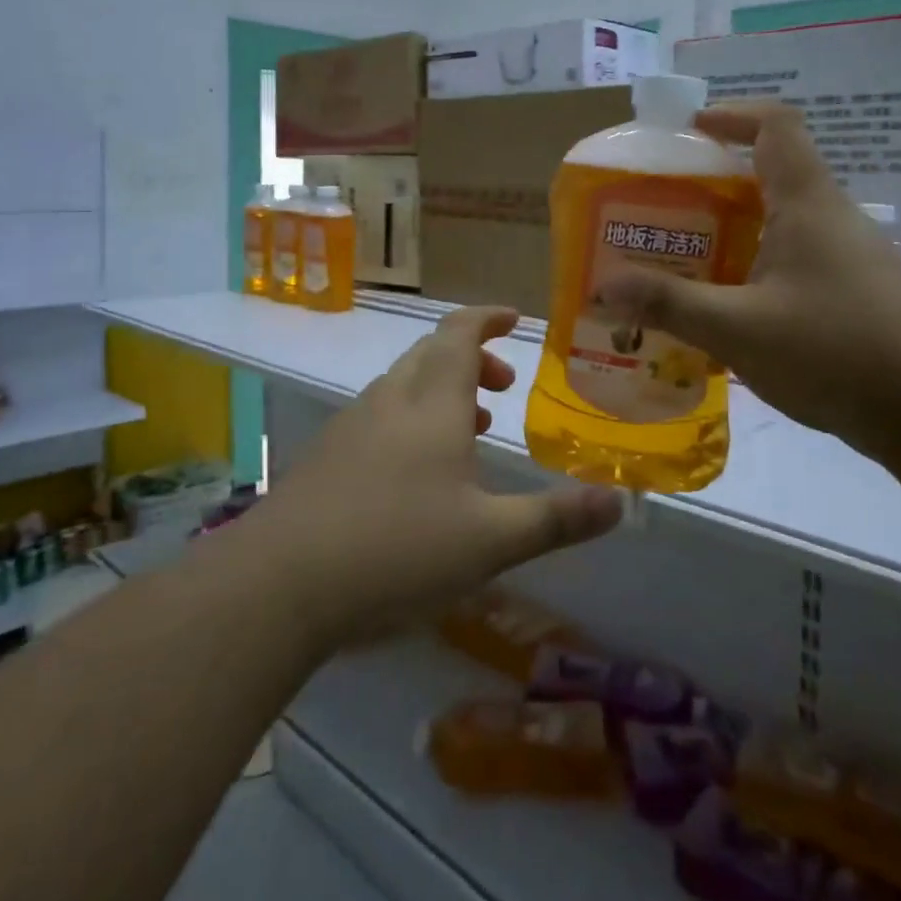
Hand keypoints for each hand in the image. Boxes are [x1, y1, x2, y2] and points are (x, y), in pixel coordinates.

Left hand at [248, 305, 623, 652]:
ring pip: (403, 385)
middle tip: (503, 387)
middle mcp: (390, 401)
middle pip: (431, 354)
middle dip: (471, 358)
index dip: (487, 318)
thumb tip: (620, 502)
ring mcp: (351, 426)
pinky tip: (416, 472)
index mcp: (432, 403)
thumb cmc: (396, 549)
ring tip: (470, 429)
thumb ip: (555, 518)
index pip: (460, 334)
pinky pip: (379, 416)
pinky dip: (410, 419)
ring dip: (441, 390)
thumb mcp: (490, 541)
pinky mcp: (326, 456)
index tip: (514, 318)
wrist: (279, 583)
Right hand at [599, 101, 900, 448]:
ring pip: (780, 224)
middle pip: (771, 175)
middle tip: (663, 210)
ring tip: (681, 262)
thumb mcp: (739, 328)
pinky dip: (753, 270)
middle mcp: (829, 218)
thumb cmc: (837, 350)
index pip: (775, 125)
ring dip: (732, 233)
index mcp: (806, 203)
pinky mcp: (852, 295)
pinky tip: (725, 312)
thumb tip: (603, 286)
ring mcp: (846, 258)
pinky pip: (792, 263)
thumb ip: (670, 304)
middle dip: (714, 184)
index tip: (688, 132)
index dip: (732, 116)